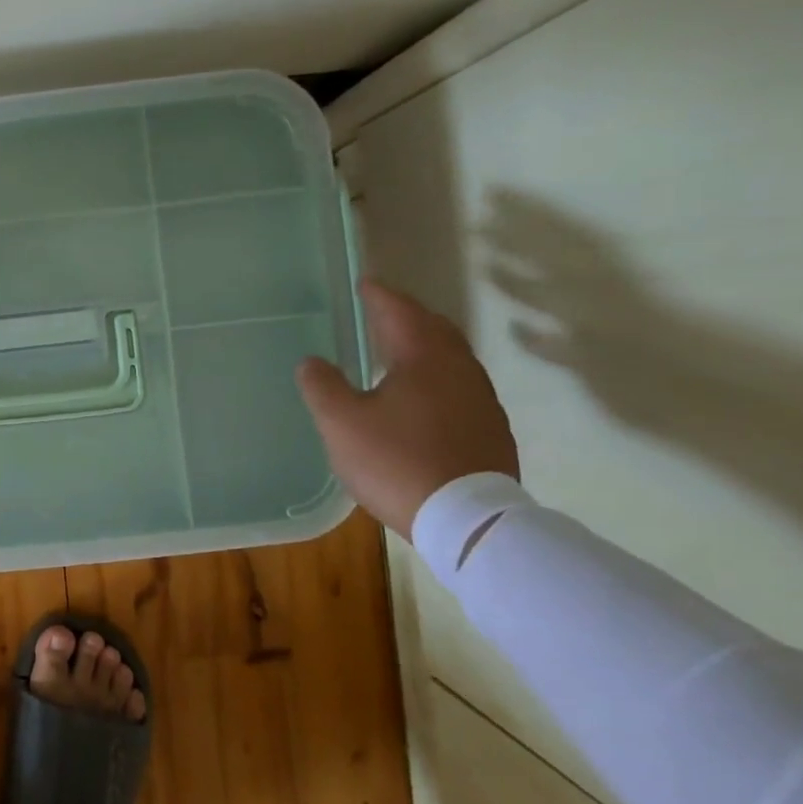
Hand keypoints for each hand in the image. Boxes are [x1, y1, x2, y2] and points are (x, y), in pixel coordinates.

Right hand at [294, 280, 518, 538]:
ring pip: (451, 358)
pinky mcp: (490, 430)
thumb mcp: (341, 423)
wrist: (468, 520)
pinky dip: (437, 377)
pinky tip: (421, 397)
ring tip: (398, 352)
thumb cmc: (396, 461)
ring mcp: (481, 401)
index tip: (365, 283)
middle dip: (407, 316)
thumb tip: (312, 362)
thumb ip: (322, 386)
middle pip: (435, 330)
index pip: (400, 312)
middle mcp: (459, 370)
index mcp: (423, 359)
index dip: (380, 296)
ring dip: (425, 347)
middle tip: (382, 312)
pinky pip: (460, 386)